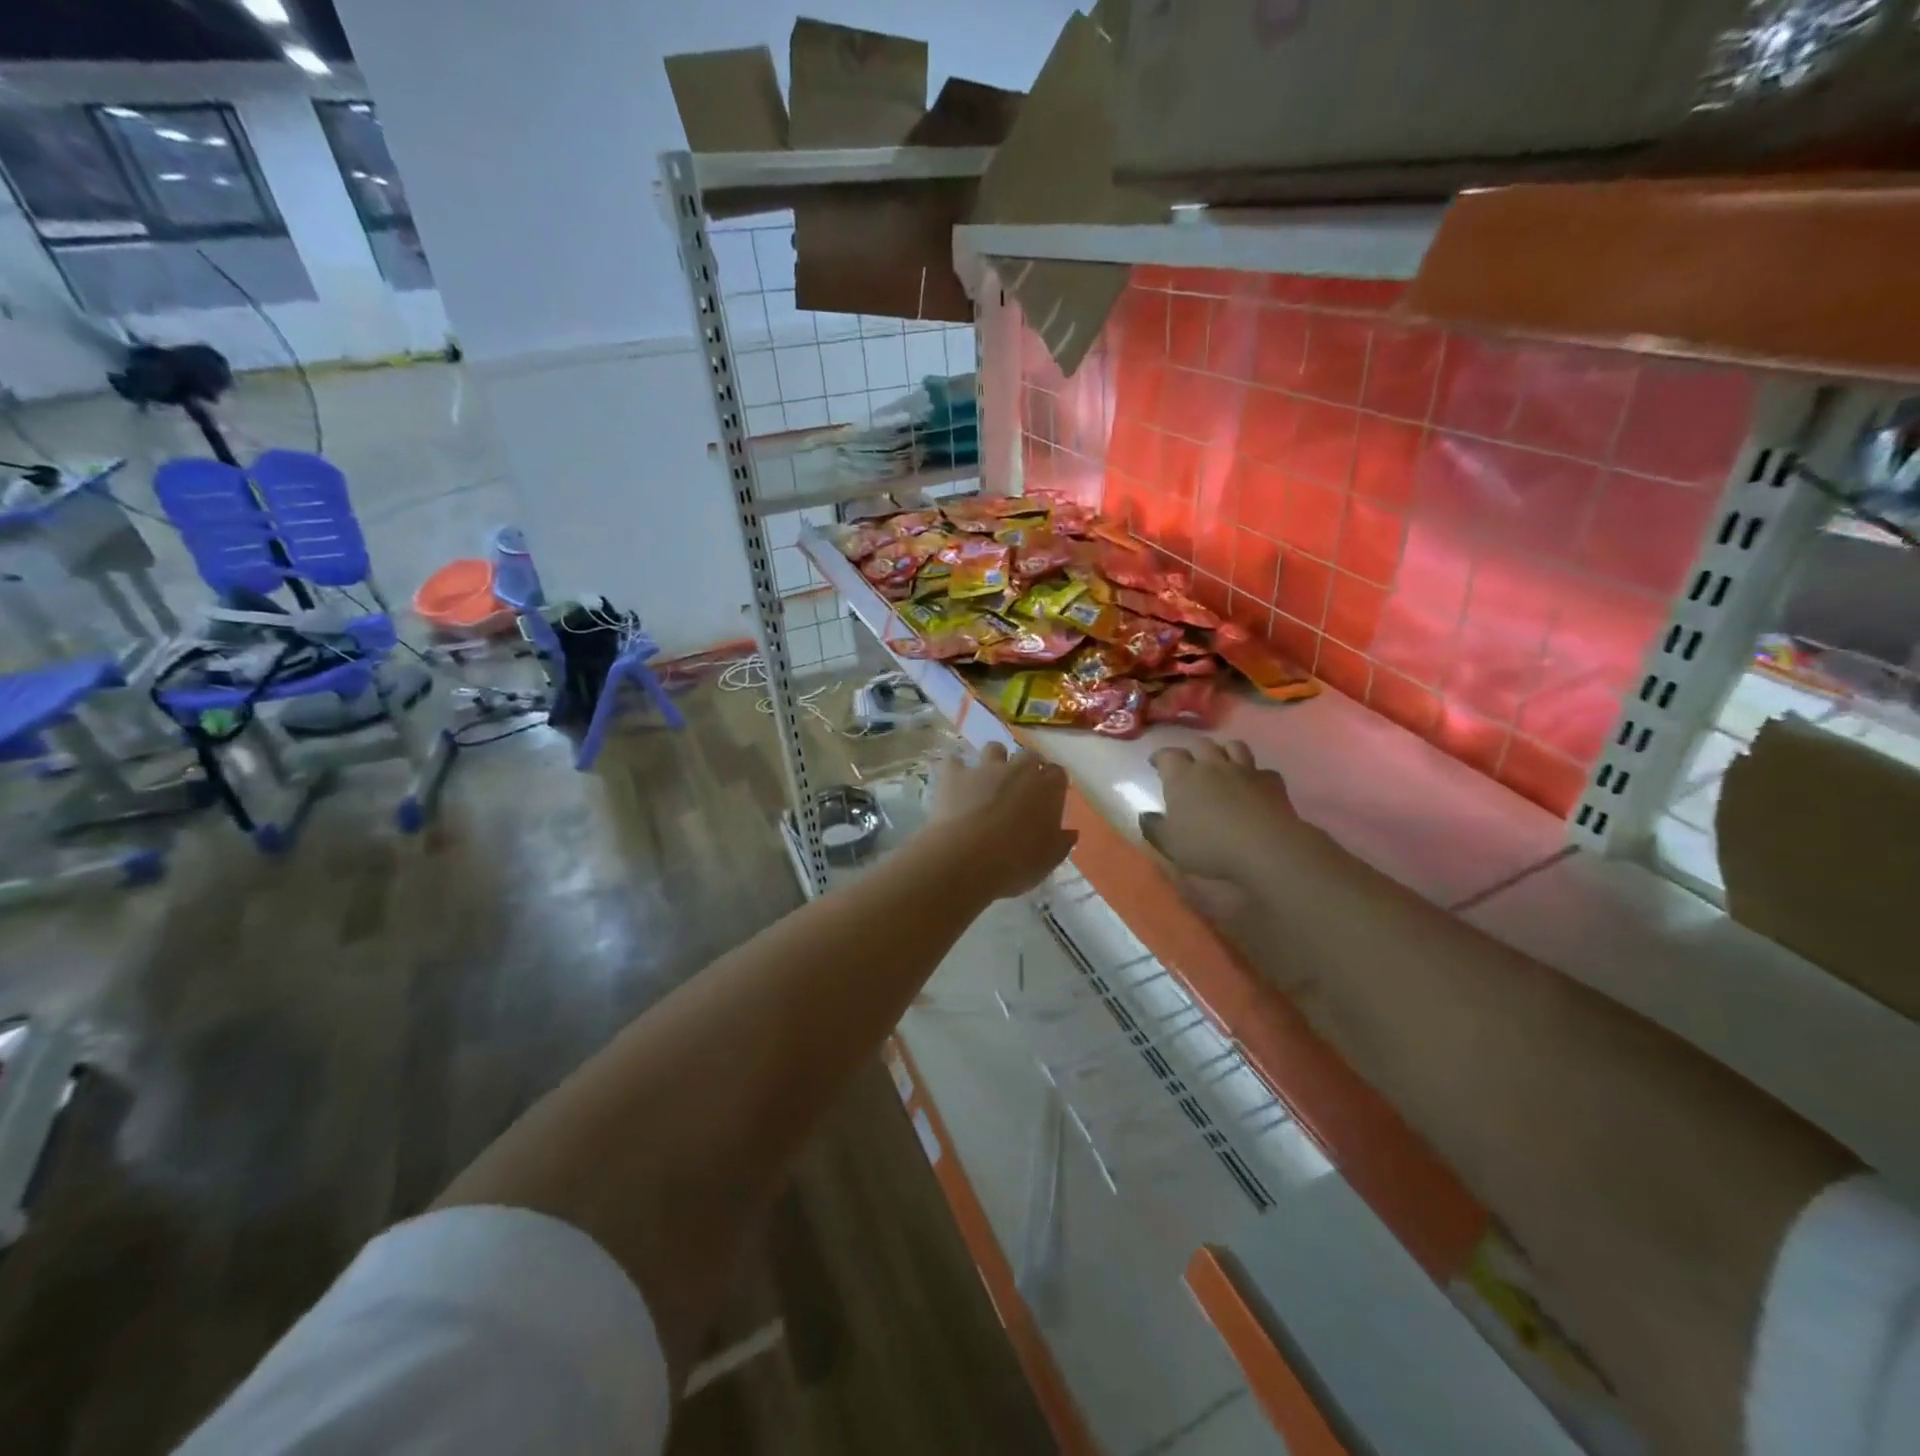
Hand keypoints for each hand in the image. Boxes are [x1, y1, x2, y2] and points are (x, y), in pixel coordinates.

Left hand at [927, 743, 1076, 898]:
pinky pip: (954, 761)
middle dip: (1027, 767)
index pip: (1058, 773)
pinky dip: (955, 768)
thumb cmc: (1015, 863)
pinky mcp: (955, 774)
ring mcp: (986, 768)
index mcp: (1048, 789)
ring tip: (989, 778)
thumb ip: (1061, 843)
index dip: (1053, 783)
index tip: (1049, 797)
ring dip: (995, 759)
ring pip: (994, 748)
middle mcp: (1019, 770)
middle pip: (1029, 756)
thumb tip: (1070, 833)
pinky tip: (954, 780)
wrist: (967, 858)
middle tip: (1021, 788)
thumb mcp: (1048, 861)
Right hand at [1141, 738, 1301, 887]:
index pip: (1167, 755)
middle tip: (1188, 762)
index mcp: (1182, 777)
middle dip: (1192, 750)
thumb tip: (1145, 816)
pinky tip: (1254, 785)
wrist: (1264, 846)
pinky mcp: (1271, 781)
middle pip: (1200, 744)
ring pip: (1233, 746)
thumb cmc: (1208, 845)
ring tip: (1221, 763)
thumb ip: (1153, 828)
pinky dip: (1255, 774)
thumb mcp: (1169, 843)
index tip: (1156, 763)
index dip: (1160, 757)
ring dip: (1224, 751)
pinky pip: (1262, 770)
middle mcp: (1211, 765)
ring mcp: (1244, 770)